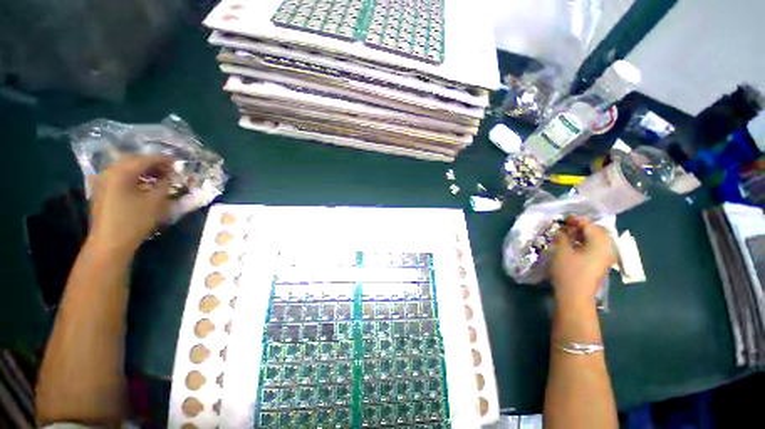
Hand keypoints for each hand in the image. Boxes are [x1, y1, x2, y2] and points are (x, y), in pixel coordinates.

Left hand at [88, 154, 172, 254]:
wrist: (110, 242)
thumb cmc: (135, 221)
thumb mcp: (156, 202)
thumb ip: (164, 184)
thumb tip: (168, 176)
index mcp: (122, 172)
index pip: (146, 158)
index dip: (163, 159)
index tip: (177, 162)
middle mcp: (109, 171)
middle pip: (132, 159)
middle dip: (151, 162)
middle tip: (168, 169)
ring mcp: (102, 180)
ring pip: (124, 167)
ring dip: (142, 169)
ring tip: (157, 176)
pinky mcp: (101, 190)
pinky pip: (118, 175)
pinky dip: (132, 175)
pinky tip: (142, 184)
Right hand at [550, 217, 614, 306]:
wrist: (575, 296)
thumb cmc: (568, 271)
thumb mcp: (562, 251)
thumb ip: (562, 237)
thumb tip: (562, 230)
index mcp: (600, 243)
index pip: (590, 225)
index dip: (577, 220)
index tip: (564, 218)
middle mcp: (608, 248)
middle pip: (598, 231)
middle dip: (584, 226)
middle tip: (568, 226)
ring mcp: (606, 258)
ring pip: (599, 240)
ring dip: (586, 234)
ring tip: (570, 235)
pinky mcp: (602, 265)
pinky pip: (598, 248)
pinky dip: (588, 243)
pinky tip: (576, 245)